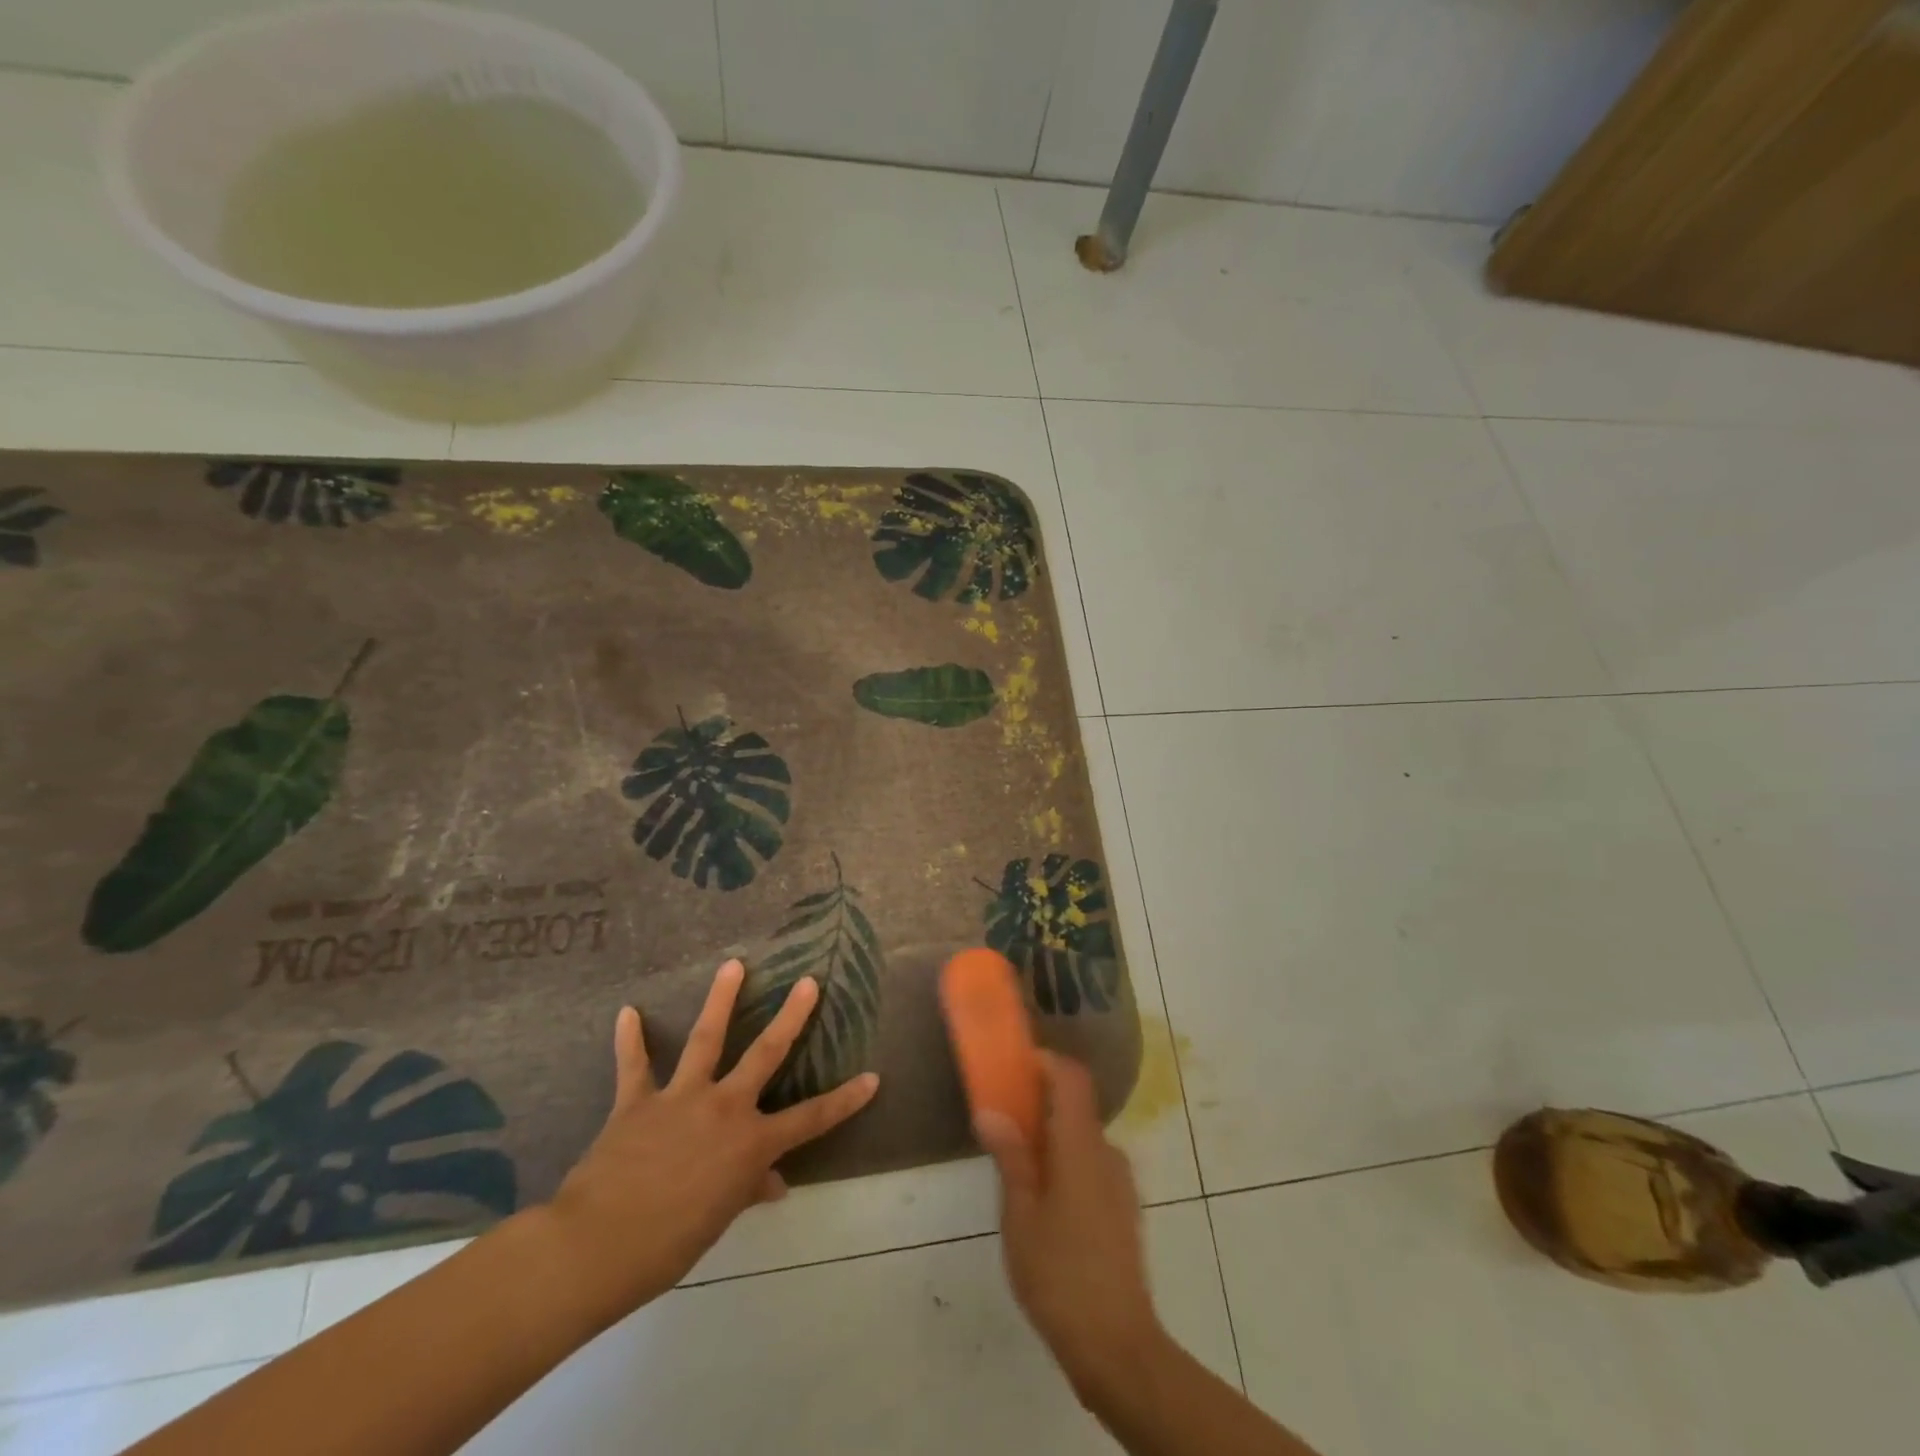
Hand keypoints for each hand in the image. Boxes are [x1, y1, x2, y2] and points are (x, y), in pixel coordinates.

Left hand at [545, 958, 878, 1322]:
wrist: (598, 1246)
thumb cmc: (668, 1245)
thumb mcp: (718, 1220)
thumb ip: (747, 1191)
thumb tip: (774, 1185)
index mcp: (750, 1144)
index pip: (811, 1119)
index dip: (845, 1100)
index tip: (872, 1077)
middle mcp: (724, 1108)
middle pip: (766, 1054)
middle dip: (791, 1017)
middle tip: (808, 982)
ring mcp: (681, 1098)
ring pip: (707, 1038)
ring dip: (721, 999)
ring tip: (733, 965)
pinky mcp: (638, 1101)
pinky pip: (634, 1065)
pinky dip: (630, 1039)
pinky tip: (627, 1012)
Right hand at [976, 1052, 1164, 1398]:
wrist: (1117, 1346)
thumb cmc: (1060, 1273)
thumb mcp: (1021, 1214)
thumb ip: (1010, 1156)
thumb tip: (990, 1111)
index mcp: (1081, 1145)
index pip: (1071, 1077)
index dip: (1045, 1062)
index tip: (1014, 1067)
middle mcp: (1106, 1152)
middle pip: (1075, 1107)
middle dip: (1038, 1105)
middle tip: (1002, 1124)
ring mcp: (1120, 1182)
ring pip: (1082, 1140)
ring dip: (1051, 1140)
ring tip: (1016, 1172)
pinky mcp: (1124, 1210)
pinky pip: (1092, 1166)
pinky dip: (1066, 1165)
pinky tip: (1044, 1206)